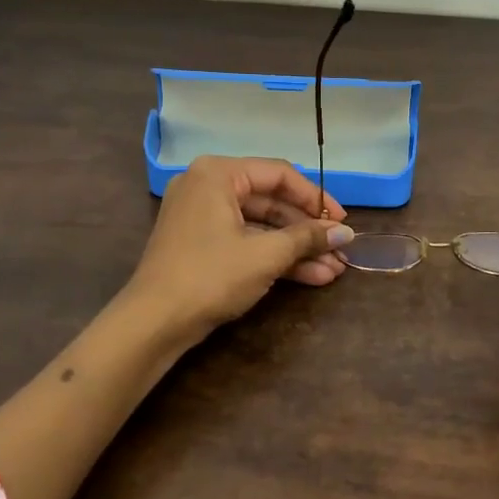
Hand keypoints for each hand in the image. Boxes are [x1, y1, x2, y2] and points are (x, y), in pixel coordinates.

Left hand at [125, 156, 355, 339]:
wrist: (152, 324)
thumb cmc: (210, 276)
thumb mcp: (265, 255)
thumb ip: (307, 238)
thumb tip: (346, 233)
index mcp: (217, 174)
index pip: (279, 174)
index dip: (315, 198)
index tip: (342, 221)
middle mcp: (207, 186)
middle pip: (270, 200)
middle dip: (307, 230)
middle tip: (339, 249)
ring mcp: (202, 216)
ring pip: (260, 225)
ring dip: (296, 248)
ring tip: (333, 269)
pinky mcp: (201, 244)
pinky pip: (245, 240)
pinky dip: (274, 257)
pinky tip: (310, 276)